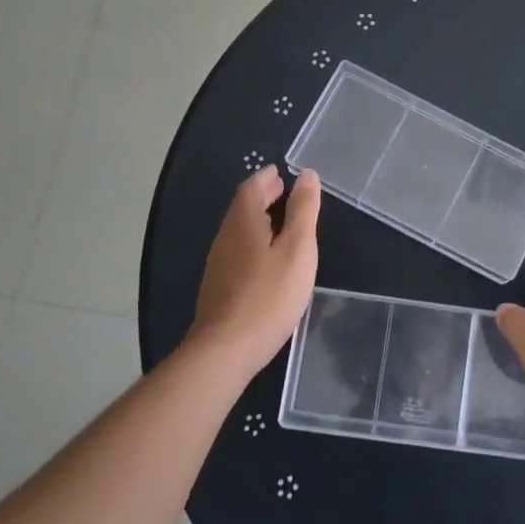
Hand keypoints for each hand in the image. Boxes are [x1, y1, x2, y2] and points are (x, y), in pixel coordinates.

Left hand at [187, 166, 320, 376]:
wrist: (226, 350)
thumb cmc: (268, 296)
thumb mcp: (297, 250)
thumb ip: (303, 211)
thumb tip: (306, 175)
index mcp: (243, 222)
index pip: (251, 188)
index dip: (266, 178)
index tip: (281, 173)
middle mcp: (225, 237)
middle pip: (241, 207)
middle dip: (261, 195)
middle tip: (282, 191)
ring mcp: (218, 264)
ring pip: (237, 230)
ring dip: (256, 218)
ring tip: (278, 220)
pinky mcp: (218, 287)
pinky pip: (236, 250)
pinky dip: (252, 240)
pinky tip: (265, 257)